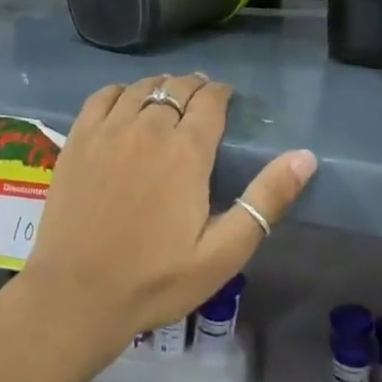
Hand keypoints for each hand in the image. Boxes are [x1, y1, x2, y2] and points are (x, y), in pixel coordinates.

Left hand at [19, 74, 316, 361]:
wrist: (76, 295)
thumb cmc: (155, 280)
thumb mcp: (223, 253)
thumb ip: (265, 201)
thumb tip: (305, 156)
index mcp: (186, 151)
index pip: (210, 101)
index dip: (221, 93)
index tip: (227, 98)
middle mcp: (148, 127)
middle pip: (176, 88)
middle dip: (194, 87)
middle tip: (202, 98)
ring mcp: (108, 130)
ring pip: (141, 87)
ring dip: (161, 86)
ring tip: (169, 96)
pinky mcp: (78, 140)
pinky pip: (102, 97)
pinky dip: (121, 91)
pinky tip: (126, 102)